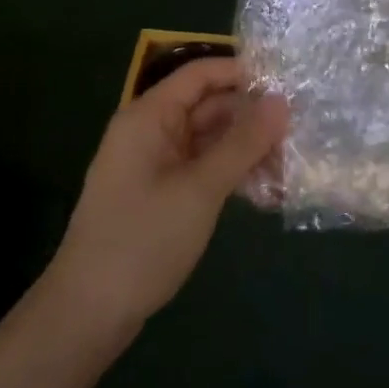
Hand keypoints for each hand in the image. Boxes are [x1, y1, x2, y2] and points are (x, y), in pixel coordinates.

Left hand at [44, 58, 286, 342]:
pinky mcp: (161, 193)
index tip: (289, 85)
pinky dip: (230, 173)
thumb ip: (243, 143)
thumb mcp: (200, 189)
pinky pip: (202, 168)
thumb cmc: (142, 240)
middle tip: (300, 132)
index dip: (243, 73)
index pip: (201, 74)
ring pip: (209, 140)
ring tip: (290, 166)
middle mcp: (151, 131)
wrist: (88, 314)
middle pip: (209, 106)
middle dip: (252, 117)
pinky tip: (265, 191)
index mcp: (150, 116)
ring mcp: (155, 164)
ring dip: (246, 149)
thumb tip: (282, 101)